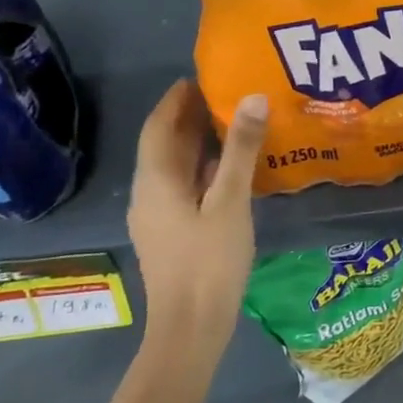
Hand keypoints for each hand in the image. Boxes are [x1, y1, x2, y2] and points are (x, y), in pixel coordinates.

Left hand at [126, 79, 267, 362]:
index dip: (176, 99)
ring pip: (177, 167)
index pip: (159, 126)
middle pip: (166, 145)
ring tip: (236, 121)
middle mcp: (150, 193)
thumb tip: (252, 97)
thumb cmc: (209, 261)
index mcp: (156, 181)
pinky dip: (206, 167)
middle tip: (228, 92)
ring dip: (200, 142)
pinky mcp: (174, 232)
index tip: (203, 76)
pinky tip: (233, 168)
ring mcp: (160, 215)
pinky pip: (186, 186)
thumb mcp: (231, 201)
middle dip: (190, 116)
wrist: (191, 326)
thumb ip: (241, 149)